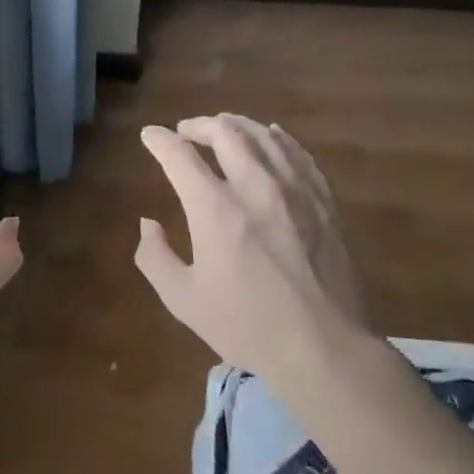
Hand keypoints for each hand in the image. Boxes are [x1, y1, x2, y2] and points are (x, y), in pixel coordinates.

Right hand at [134, 114, 372, 387]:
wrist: (325, 347)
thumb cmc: (247, 326)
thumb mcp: (184, 300)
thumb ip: (155, 257)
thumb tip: (148, 224)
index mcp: (215, 208)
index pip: (179, 156)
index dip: (159, 140)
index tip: (149, 135)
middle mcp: (254, 186)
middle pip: (225, 133)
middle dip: (199, 125)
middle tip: (186, 131)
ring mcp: (295, 190)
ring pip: (264, 136)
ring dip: (237, 125)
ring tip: (223, 127)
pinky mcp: (323, 201)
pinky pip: (299, 154)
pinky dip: (279, 138)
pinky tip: (272, 136)